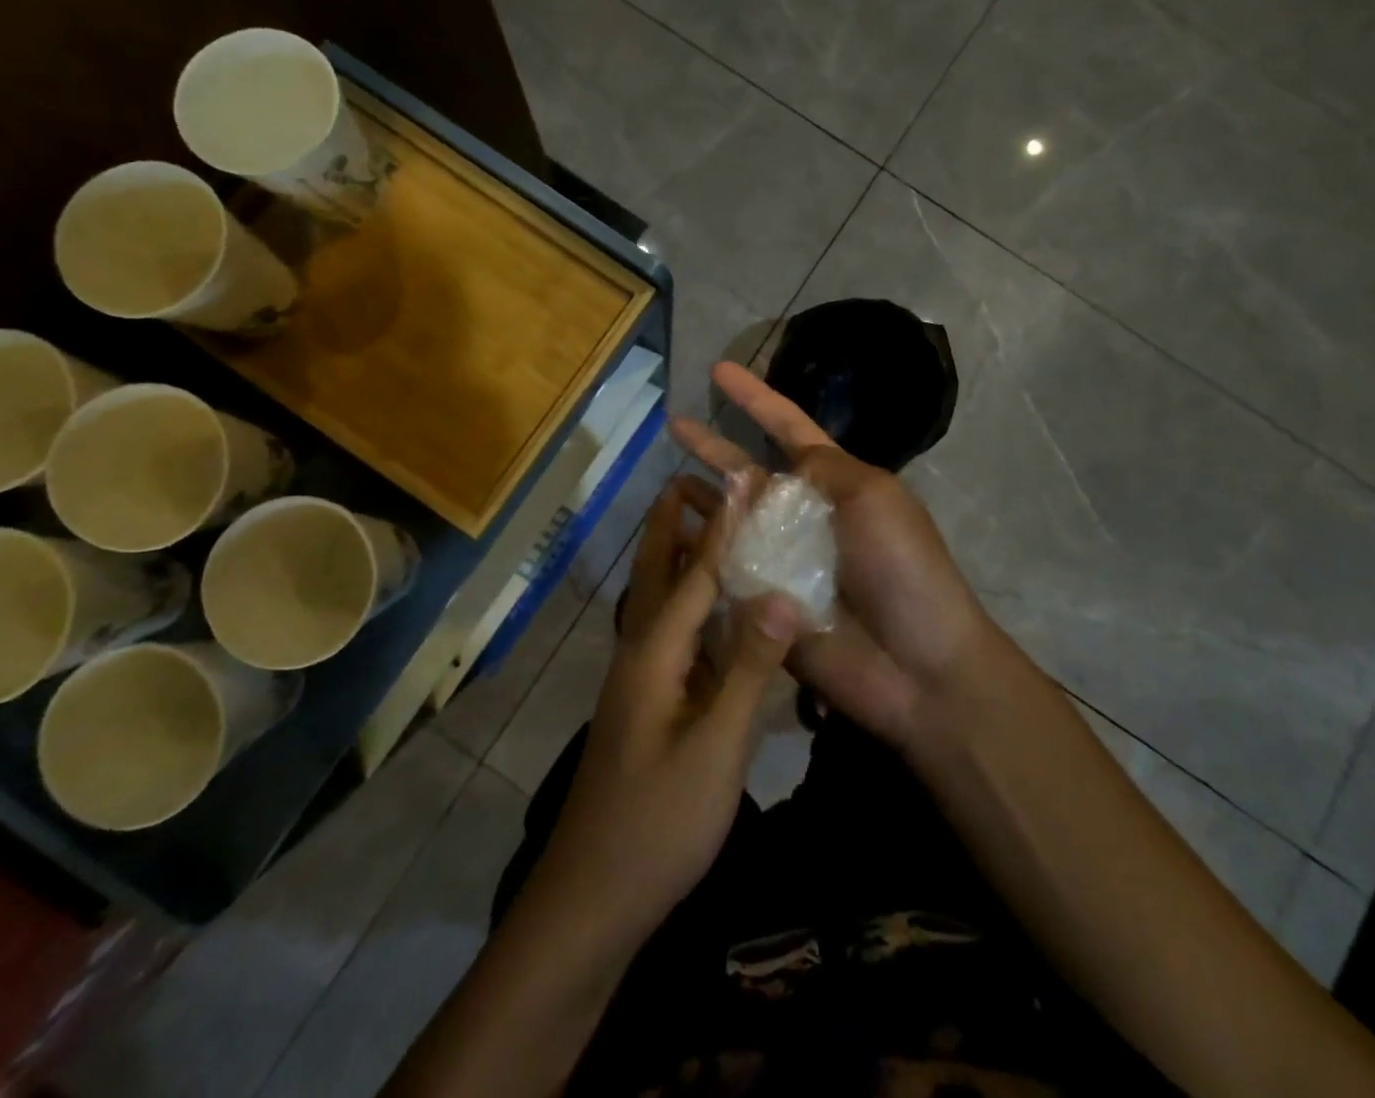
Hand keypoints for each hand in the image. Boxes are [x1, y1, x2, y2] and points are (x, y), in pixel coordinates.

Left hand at [533, 475, 801, 949]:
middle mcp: (639, 654)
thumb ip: (749, 668)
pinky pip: (670, 636)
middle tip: (689, 478)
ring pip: (658, 604)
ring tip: (701, 524)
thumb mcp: (716, 746)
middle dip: (670, 525)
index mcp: (654, 653)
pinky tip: (710, 610)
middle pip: (656, 575)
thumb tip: (780, 593)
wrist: (593, 897)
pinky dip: (688, 605)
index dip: (719, 525)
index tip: (738, 478)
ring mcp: (639, 682)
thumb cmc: (658, 821)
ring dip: (676, 559)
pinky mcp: (646, 706)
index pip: (694, 573)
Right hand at [671, 362, 996, 751]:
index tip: (719, 370)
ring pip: (729, 519)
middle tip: (673, 422)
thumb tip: (776, 467)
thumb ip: (822, 469)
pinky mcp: (761, 602)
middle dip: (713, 446)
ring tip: (665, 478)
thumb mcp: (873, 497)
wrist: (915, 665)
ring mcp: (779, 559)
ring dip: (700, 497)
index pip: (786, 427)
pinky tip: (671, 533)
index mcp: (834, 483)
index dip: (754, 397)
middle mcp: (802, 515)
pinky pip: (723, 569)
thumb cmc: (903, 569)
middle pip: (747, 471)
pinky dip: (699, 548)